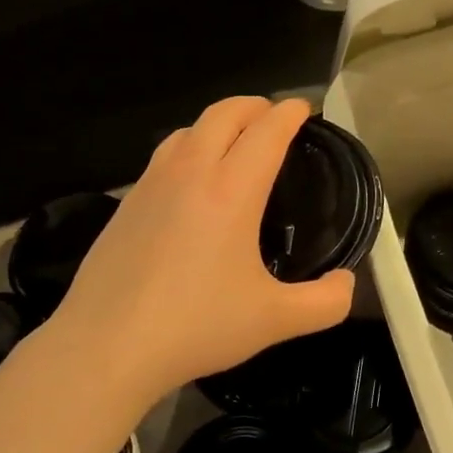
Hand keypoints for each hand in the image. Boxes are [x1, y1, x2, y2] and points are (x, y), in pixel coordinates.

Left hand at [45, 97, 354, 412]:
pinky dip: (188, 149)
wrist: (106, 346)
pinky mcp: (126, 204)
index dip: (290, 113)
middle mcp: (190, 172)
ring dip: (218, 123)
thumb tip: (347, 282)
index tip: (305, 110)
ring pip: (188, 129)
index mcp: (231, 190)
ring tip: (234, 143)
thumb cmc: (196, 326)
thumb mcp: (275, 320)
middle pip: (224, 113)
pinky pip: (163, 157)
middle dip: (255, 106)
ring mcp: (151, 184)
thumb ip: (326, 302)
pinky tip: (191, 184)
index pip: (267, 130)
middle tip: (274, 119)